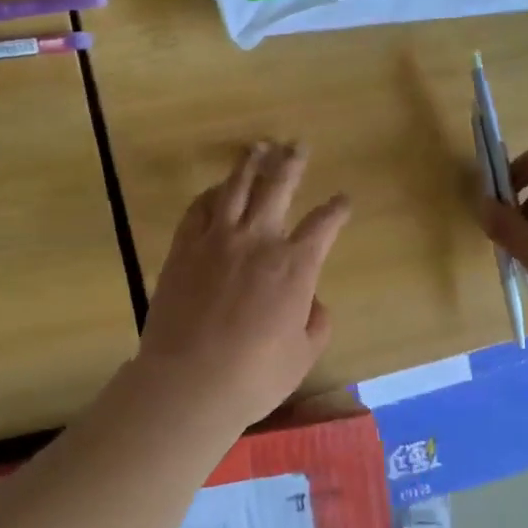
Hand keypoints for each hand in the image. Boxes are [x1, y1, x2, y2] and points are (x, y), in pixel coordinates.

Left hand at [137, 142, 351, 429]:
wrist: (189, 381)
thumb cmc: (254, 376)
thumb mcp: (302, 355)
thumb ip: (315, 322)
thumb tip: (311, 300)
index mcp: (295, 266)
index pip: (324, 224)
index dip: (337, 209)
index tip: (343, 200)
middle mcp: (258, 241)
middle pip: (278, 187)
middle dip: (292, 163)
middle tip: (298, 146)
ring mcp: (216, 240)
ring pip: (235, 187)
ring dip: (250, 163)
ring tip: (259, 147)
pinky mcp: (183, 249)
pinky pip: (198, 208)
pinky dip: (211, 193)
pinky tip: (216, 188)